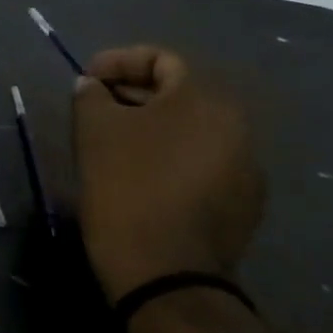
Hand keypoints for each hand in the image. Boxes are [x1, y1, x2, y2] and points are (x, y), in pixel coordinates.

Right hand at [72, 46, 264, 301]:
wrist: (166, 273)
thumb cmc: (127, 187)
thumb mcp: (95, 131)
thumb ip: (91, 96)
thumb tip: (93, 86)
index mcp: (205, 99)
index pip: (161, 59)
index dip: (118, 61)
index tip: (86, 79)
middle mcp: (237, 125)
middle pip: (179, 93)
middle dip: (132, 94)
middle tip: (95, 108)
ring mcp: (246, 167)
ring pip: (191, 130)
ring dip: (152, 127)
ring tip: (113, 143)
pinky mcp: (243, 204)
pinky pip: (201, 163)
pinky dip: (170, 158)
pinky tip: (140, 178)